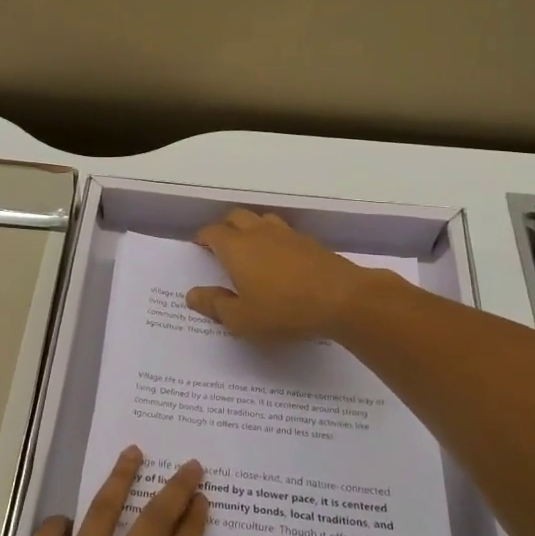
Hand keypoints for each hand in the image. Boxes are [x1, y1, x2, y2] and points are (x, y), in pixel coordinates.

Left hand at [0, 446, 221, 535]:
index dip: (194, 527)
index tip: (204, 500)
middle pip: (153, 523)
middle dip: (175, 490)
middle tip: (190, 464)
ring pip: (105, 510)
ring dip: (122, 479)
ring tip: (133, 452)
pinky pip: (51, 532)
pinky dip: (59, 525)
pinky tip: (62, 525)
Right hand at [187, 209, 380, 341]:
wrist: (342, 299)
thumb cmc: (284, 311)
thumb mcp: (242, 319)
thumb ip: (215, 305)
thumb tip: (192, 294)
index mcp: (236, 248)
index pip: (213, 232)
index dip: (203, 237)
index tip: (199, 246)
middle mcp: (259, 233)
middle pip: (237, 217)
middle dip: (225, 227)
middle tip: (221, 244)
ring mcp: (287, 234)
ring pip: (263, 219)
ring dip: (252, 227)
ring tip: (250, 245)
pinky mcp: (310, 242)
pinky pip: (285, 232)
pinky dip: (275, 238)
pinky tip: (281, 257)